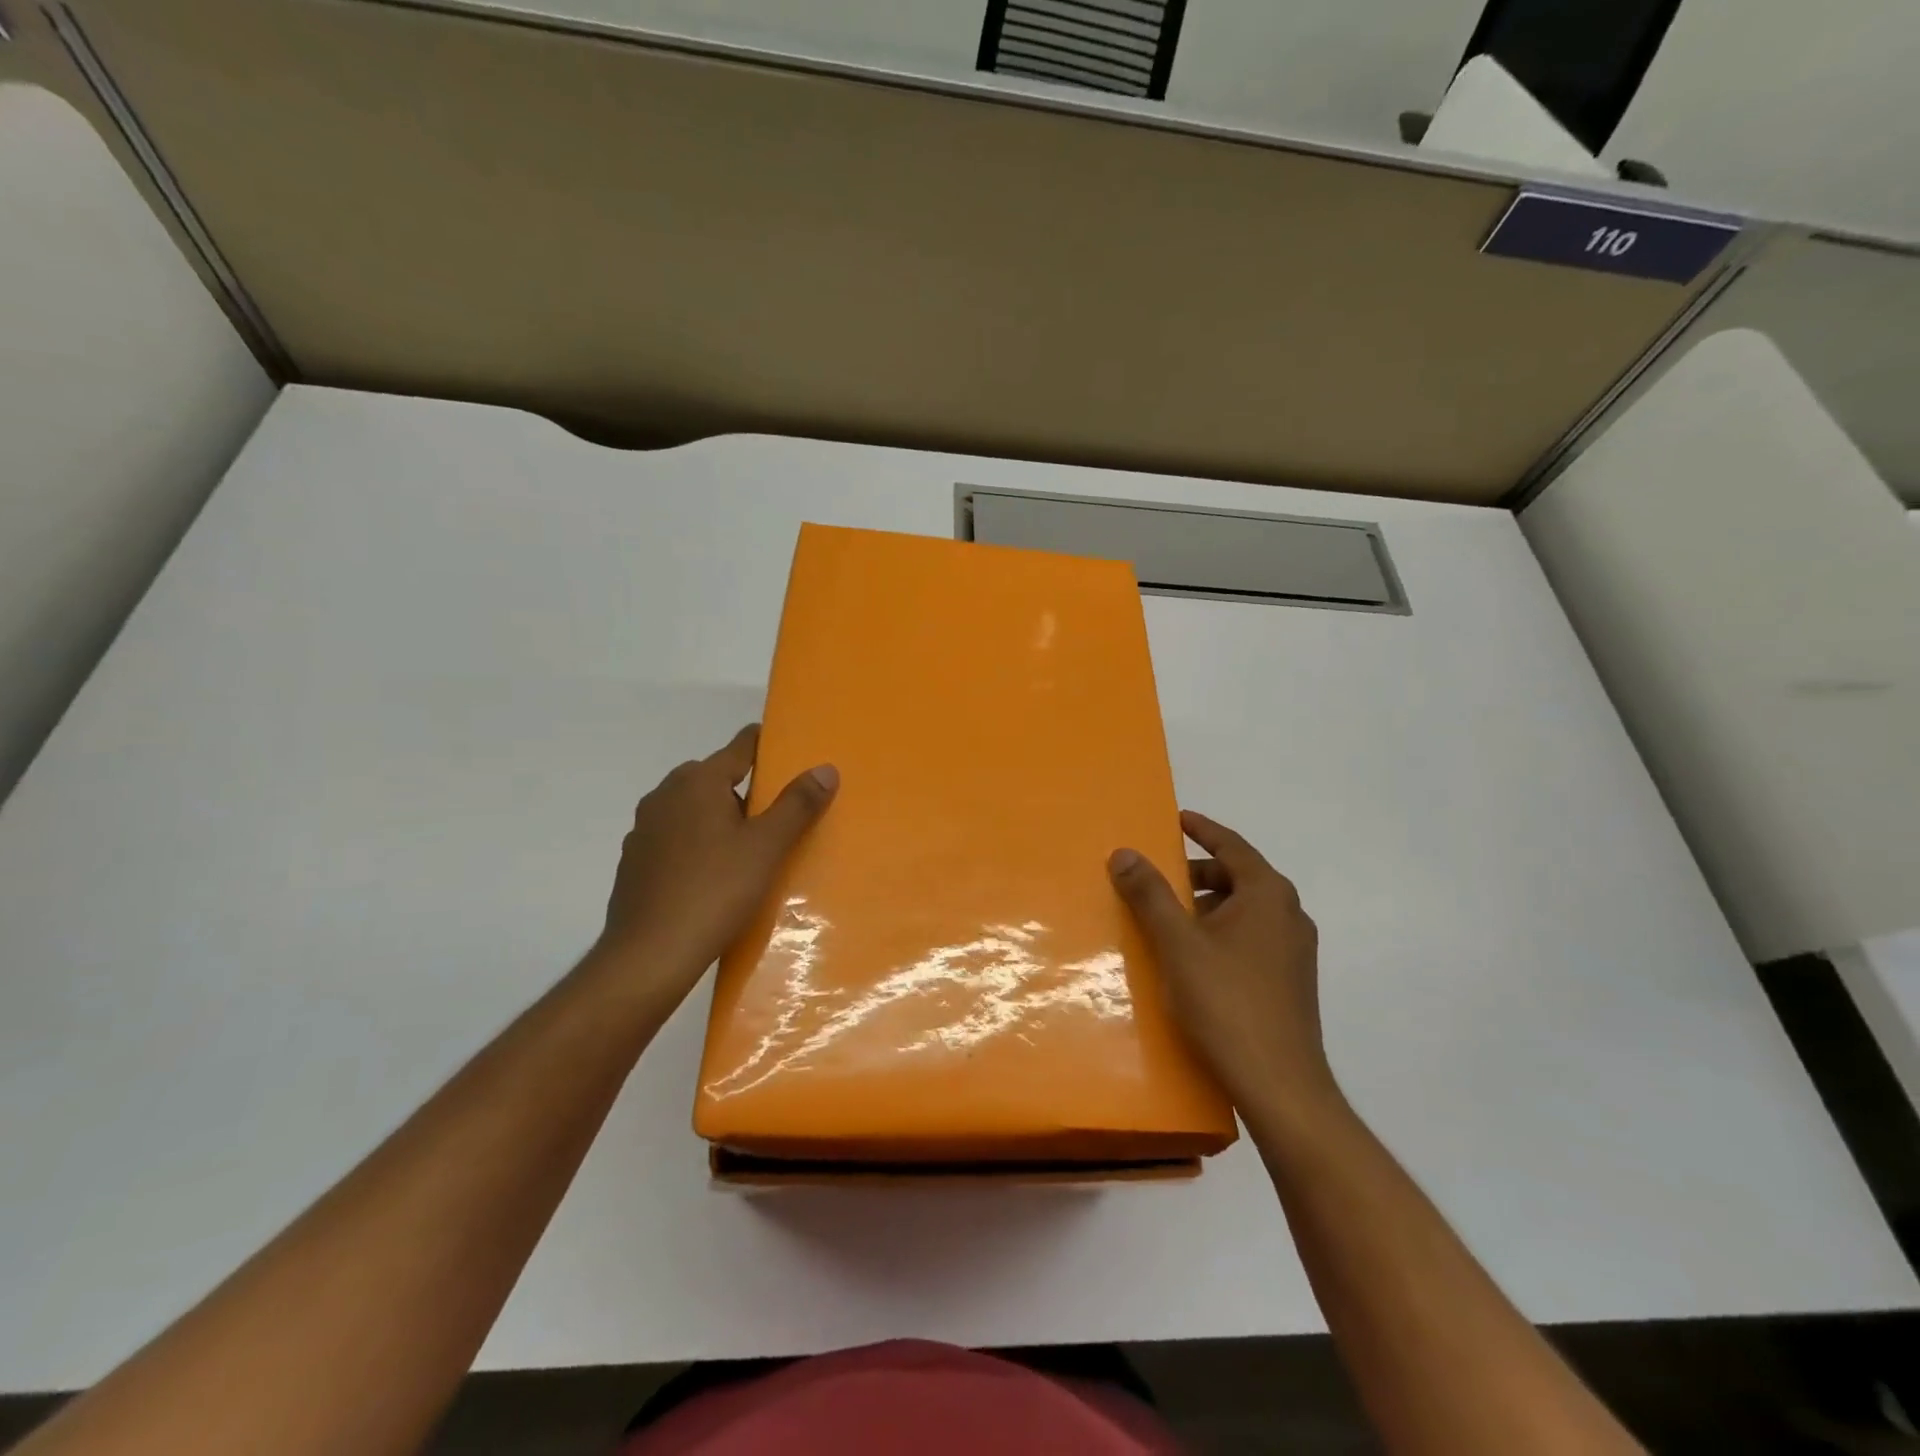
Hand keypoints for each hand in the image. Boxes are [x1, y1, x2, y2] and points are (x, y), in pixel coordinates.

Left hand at [593, 724, 837, 1014]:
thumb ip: (797, 805)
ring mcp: (644, 829)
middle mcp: (665, 794)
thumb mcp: (767, 848)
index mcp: (698, 781)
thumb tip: (825, 768)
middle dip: (744, 789)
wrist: (649, 955)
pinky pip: (674, 838)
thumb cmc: (715, 891)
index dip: (766, 745)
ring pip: (691, 809)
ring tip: (748, 847)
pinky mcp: (634, 861)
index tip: (789, 752)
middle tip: (776, 814)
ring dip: (717, 817)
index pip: (740, 746)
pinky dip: (695, 844)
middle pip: (714, 777)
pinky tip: (712, 875)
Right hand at [1108, 811, 1338, 1125]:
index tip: (1177, 819)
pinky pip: (1252, 937)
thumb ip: (1150, 894)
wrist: (1280, 1086)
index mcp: (1268, 895)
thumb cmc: (1226, 1002)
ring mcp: (1295, 951)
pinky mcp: (1292, 982)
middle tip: (1161, 878)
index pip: (1232, 845)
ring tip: (1171, 921)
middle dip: (1200, 871)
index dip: (1202, 829)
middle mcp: (1289, 914)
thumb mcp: (1177, 943)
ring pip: (1246, 910)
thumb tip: (1124, 853)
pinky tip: (1195, 958)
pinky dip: (1222, 931)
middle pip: (1240, 876)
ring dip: (1209, 905)